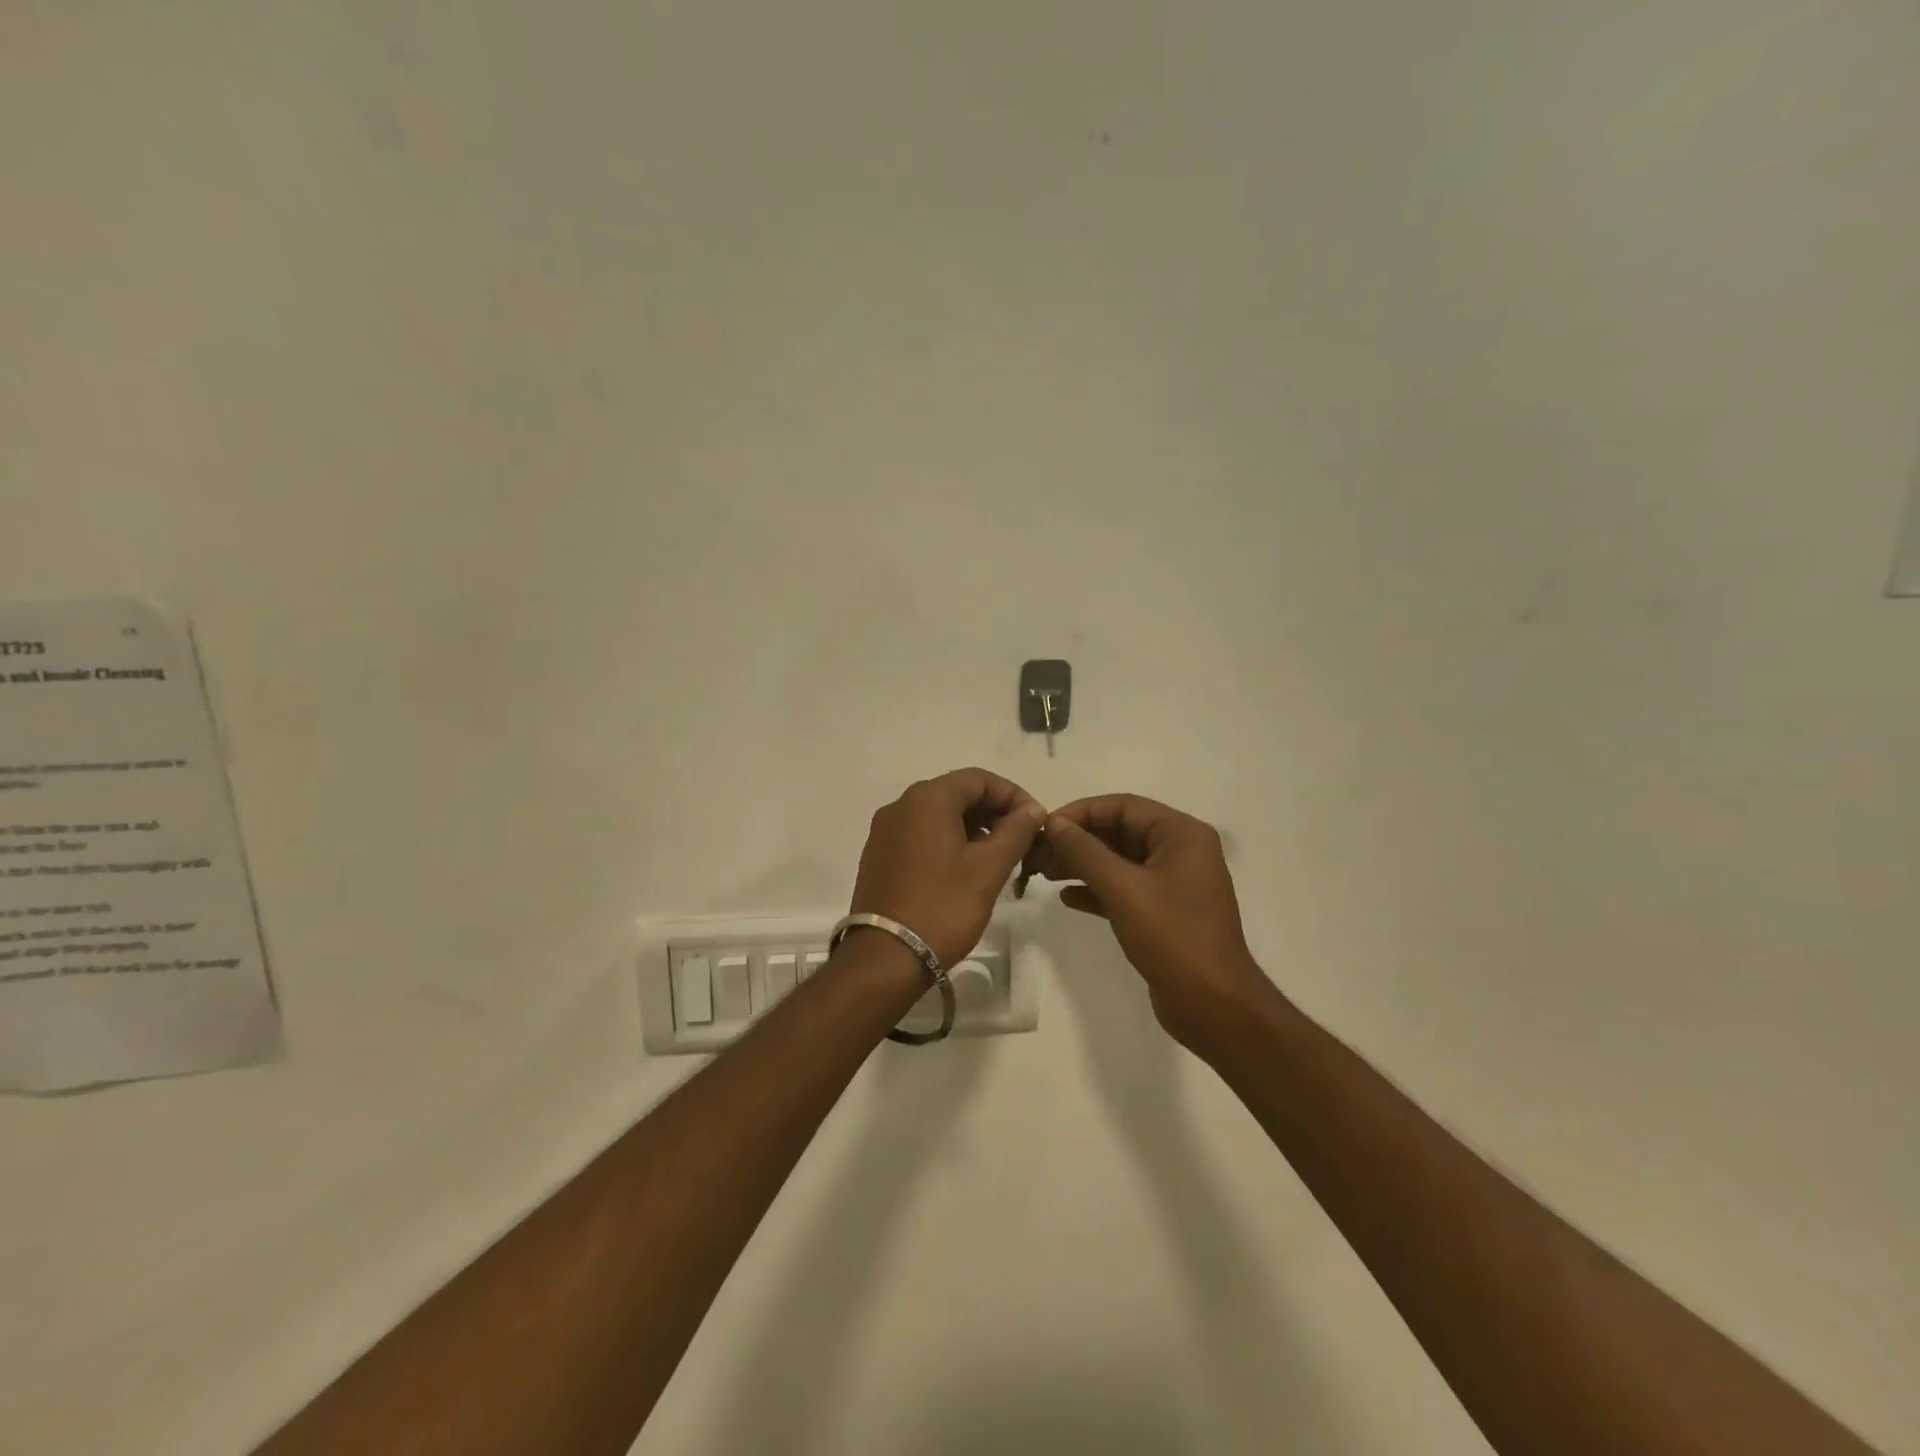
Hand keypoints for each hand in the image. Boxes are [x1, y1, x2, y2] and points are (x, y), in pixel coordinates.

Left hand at [850, 769, 1046, 967]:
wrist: (886, 958)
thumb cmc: (943, 907)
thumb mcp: (988, 868)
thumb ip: (1015, 831)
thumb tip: (1032, 809)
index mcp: (926, 799)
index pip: (978, 779)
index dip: (1012, 795)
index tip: (1036, 821)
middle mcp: (900, 805)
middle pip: (956, 793)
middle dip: (992, 811)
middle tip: (1020, 840)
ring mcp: (885, 831)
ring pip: (937, 815)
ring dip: (972, 827)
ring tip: (997, 856)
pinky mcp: (879, 856)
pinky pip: (920, 835)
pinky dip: (947, 841)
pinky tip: (965, 869)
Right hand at [1027, 794, 1269, 1051]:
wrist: (1214, 1007)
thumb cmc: (1173, 938)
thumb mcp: (1124, 889)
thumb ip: (1085, 852)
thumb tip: (1055, 824)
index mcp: (1182, 834)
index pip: (1124, 806)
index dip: (1081, 813)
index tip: (1045, 828)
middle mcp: (1181, 851)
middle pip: (1120, 831)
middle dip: (1078, 840)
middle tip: (1038, 854)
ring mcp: (1174, 883)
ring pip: (1120, 861)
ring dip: (1083, 864)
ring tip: (1044, 873)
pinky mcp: (1164, 912)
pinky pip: (1125, 888)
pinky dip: (1097, 889)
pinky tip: (1067, 898)